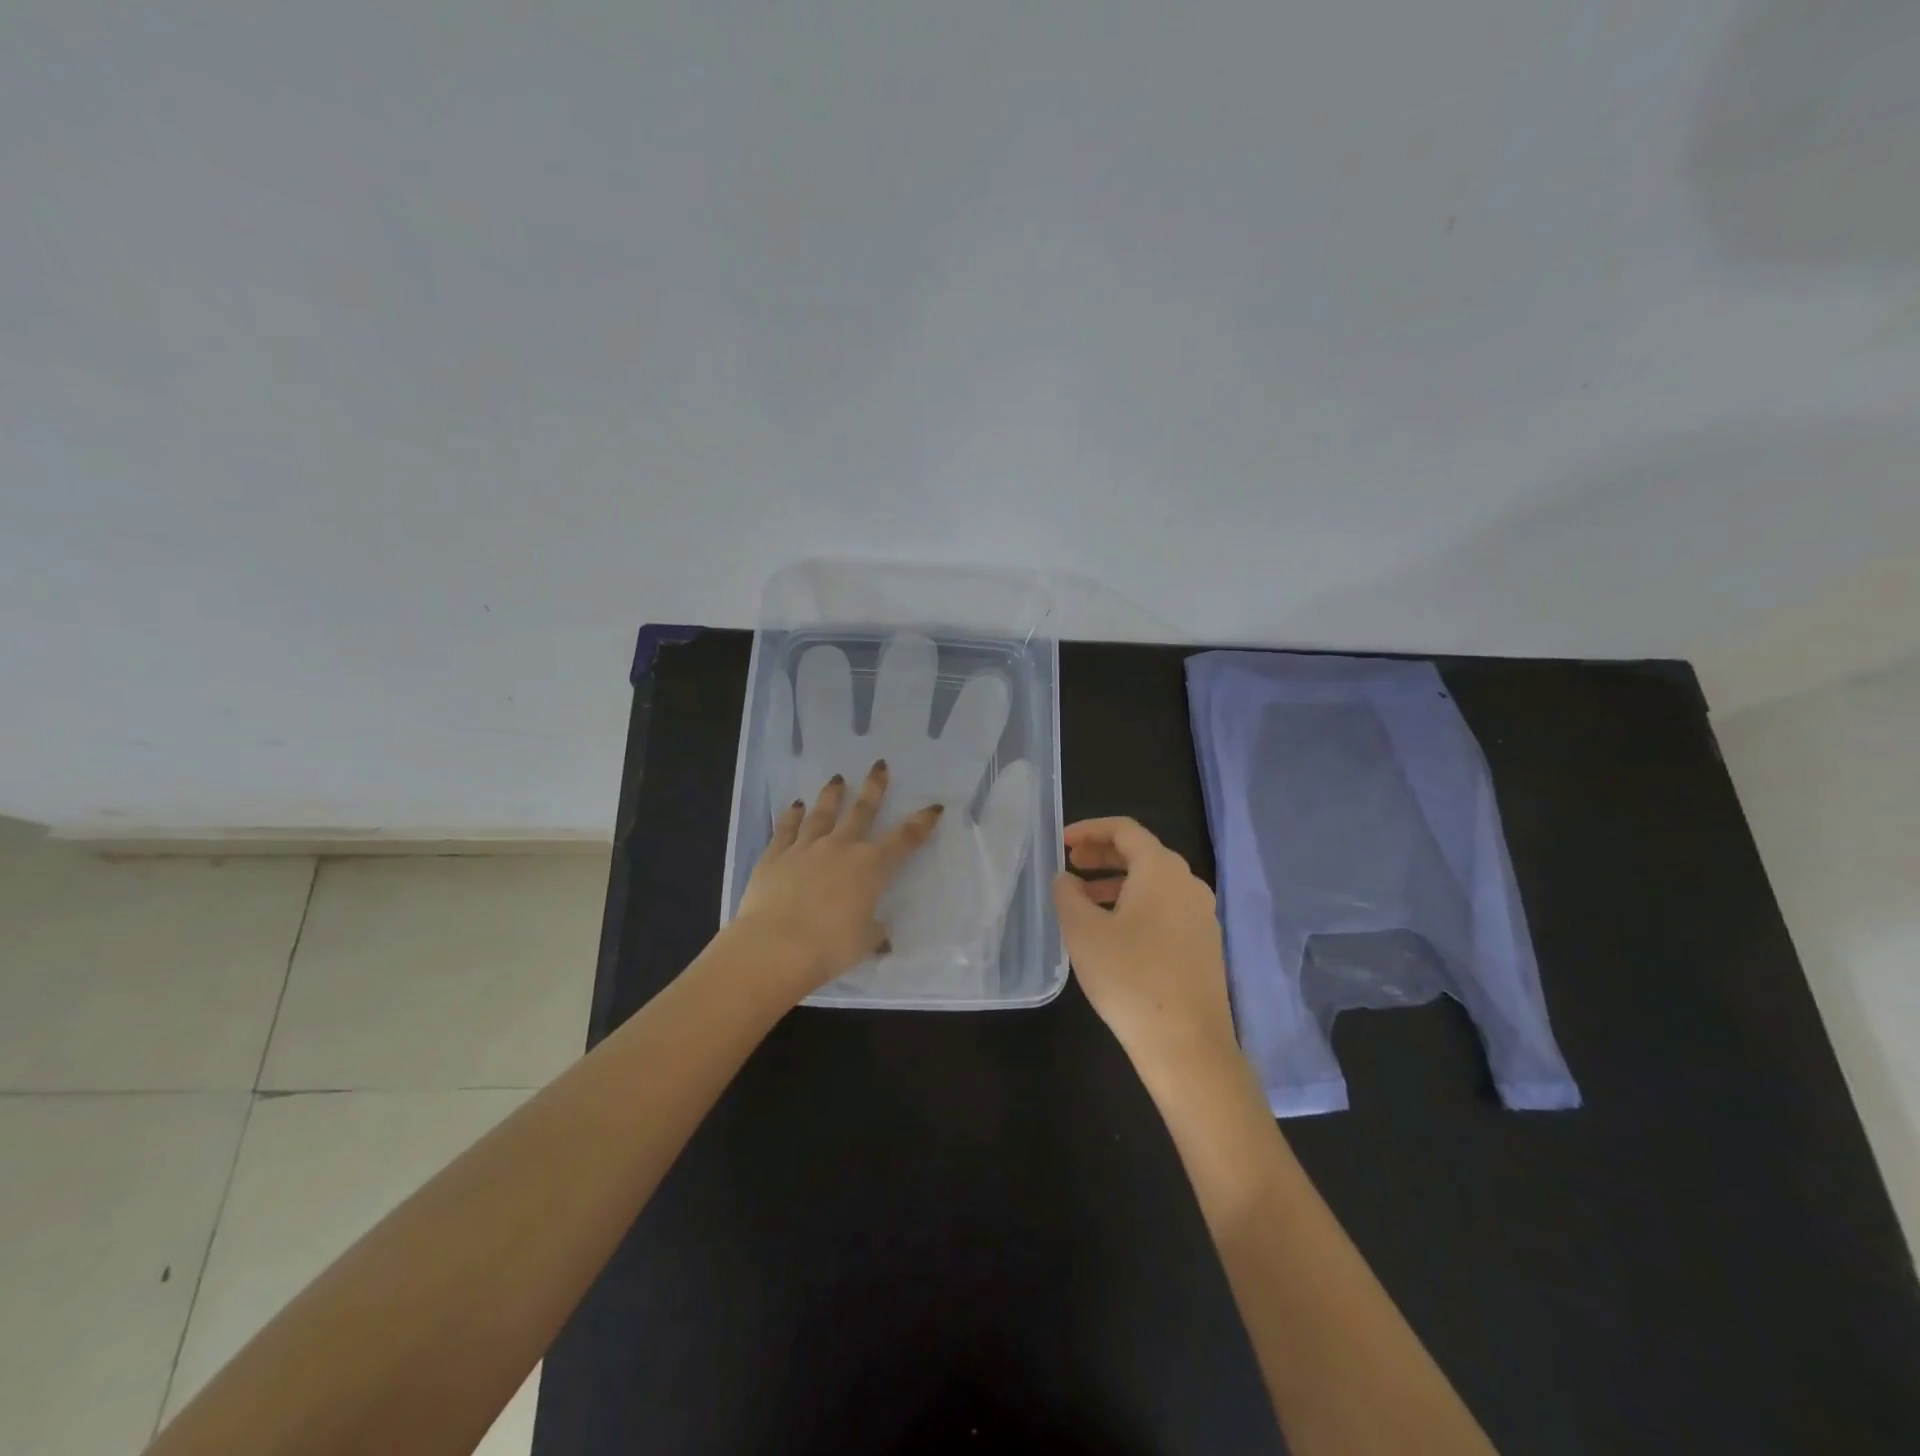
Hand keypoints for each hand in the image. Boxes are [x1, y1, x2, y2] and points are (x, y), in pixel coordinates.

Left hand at [735, 760, 942, 998]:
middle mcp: (841, 847)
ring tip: (837, 779)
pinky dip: (791, 816)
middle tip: (879, 765)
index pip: (904, 839)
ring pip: (822, 813)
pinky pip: (786, 829)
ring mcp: (806, 847)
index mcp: (871, 867)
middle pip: (862, 811)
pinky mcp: (775, 855)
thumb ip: (874, 933)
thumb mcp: (864, 942)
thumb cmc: (830, 946)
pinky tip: (795, 806)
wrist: (775, 946)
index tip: (933, 807)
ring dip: (832, 795)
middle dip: (874, 788)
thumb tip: (882, 937)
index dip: (921, 823)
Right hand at [1052, 817, 1235, 1073]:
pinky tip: (1113, 931)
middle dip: (1102, 854)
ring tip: (1084, 899)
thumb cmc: (1129, 978)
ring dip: (1117, 882)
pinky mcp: (1204, 944)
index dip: (1090, 829)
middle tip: (1070, 865)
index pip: (1125, 829)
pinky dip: (1136, 904)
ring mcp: (1201, 915)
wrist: (1187, 1045)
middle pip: (1142, 853)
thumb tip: (1067, 879)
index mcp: (1161, 869)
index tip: (1062, 842)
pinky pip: (1165, 907)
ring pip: (1154, 882)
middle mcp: (1187, 883)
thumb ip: (1068, 894)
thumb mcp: (1083, 932)